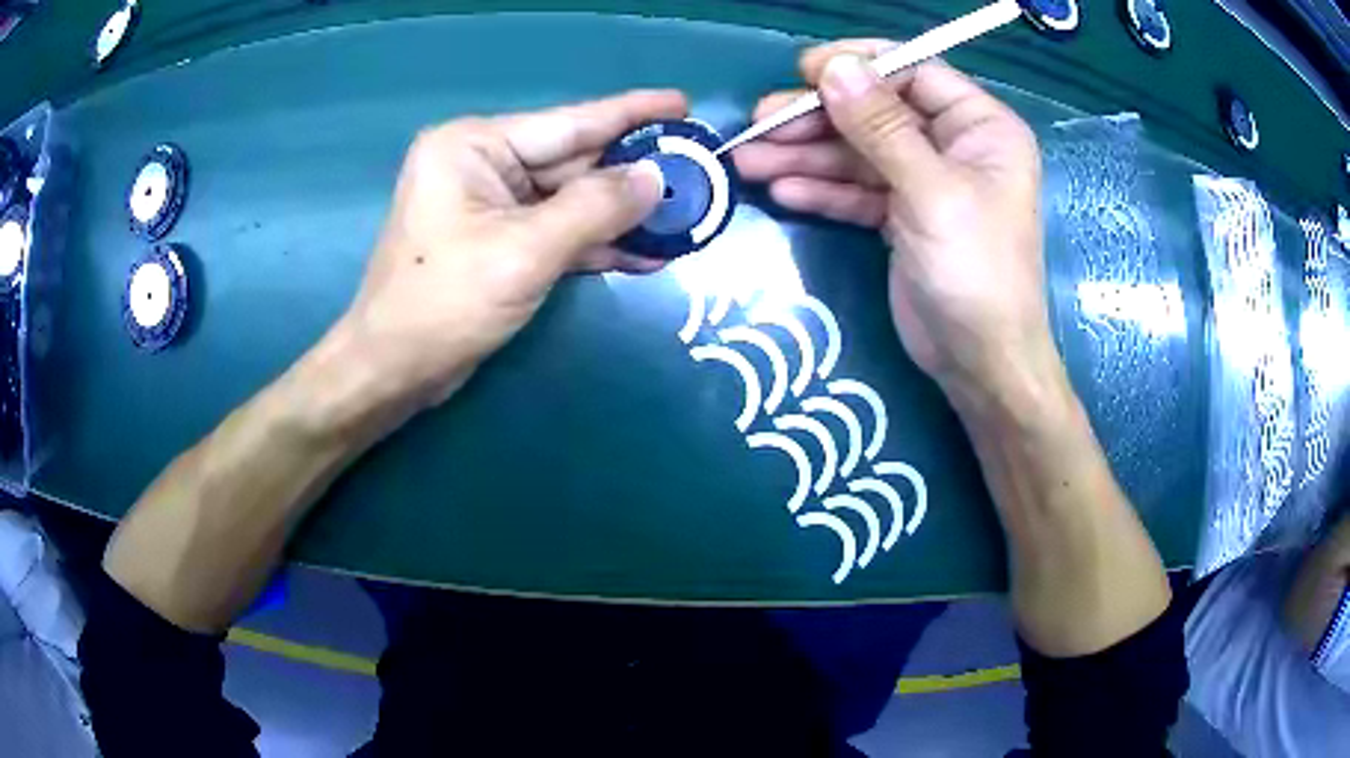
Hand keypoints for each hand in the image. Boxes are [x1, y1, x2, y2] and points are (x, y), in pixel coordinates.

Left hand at [338, 91, 683, 411]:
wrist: (394, 370)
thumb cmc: (445, 303)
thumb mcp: (525, 251)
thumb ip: (595, 207)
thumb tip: (657, 177)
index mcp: (475, 146)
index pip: (568, 122)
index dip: (631, 113)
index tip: (683, 103)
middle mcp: (482, 164)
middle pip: (573, 161)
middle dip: (633, 172)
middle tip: (698, 170)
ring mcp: (490, 203)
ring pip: (570, 199)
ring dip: (622, 214)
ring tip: (686, 216)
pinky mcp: (498, 239)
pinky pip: (557, 229)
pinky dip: (596, 242)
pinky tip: (646, 252)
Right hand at [734, 41, 1055, 403]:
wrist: (979, 363)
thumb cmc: (974, 271)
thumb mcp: (930, 191)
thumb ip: (881, 126)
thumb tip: (835, 67)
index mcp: (980, 127)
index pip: (914, 73)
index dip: (859, 67)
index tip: (804, 72)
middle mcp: (954, 146)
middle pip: (876, 112)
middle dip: (817, 118)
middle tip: (758, 123)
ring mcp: (925, 181)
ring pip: (859, 153)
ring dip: (805, 156)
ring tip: (748, 161)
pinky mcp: (902, 216)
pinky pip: (857, 191)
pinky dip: (821, 190)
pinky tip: (782, 192)